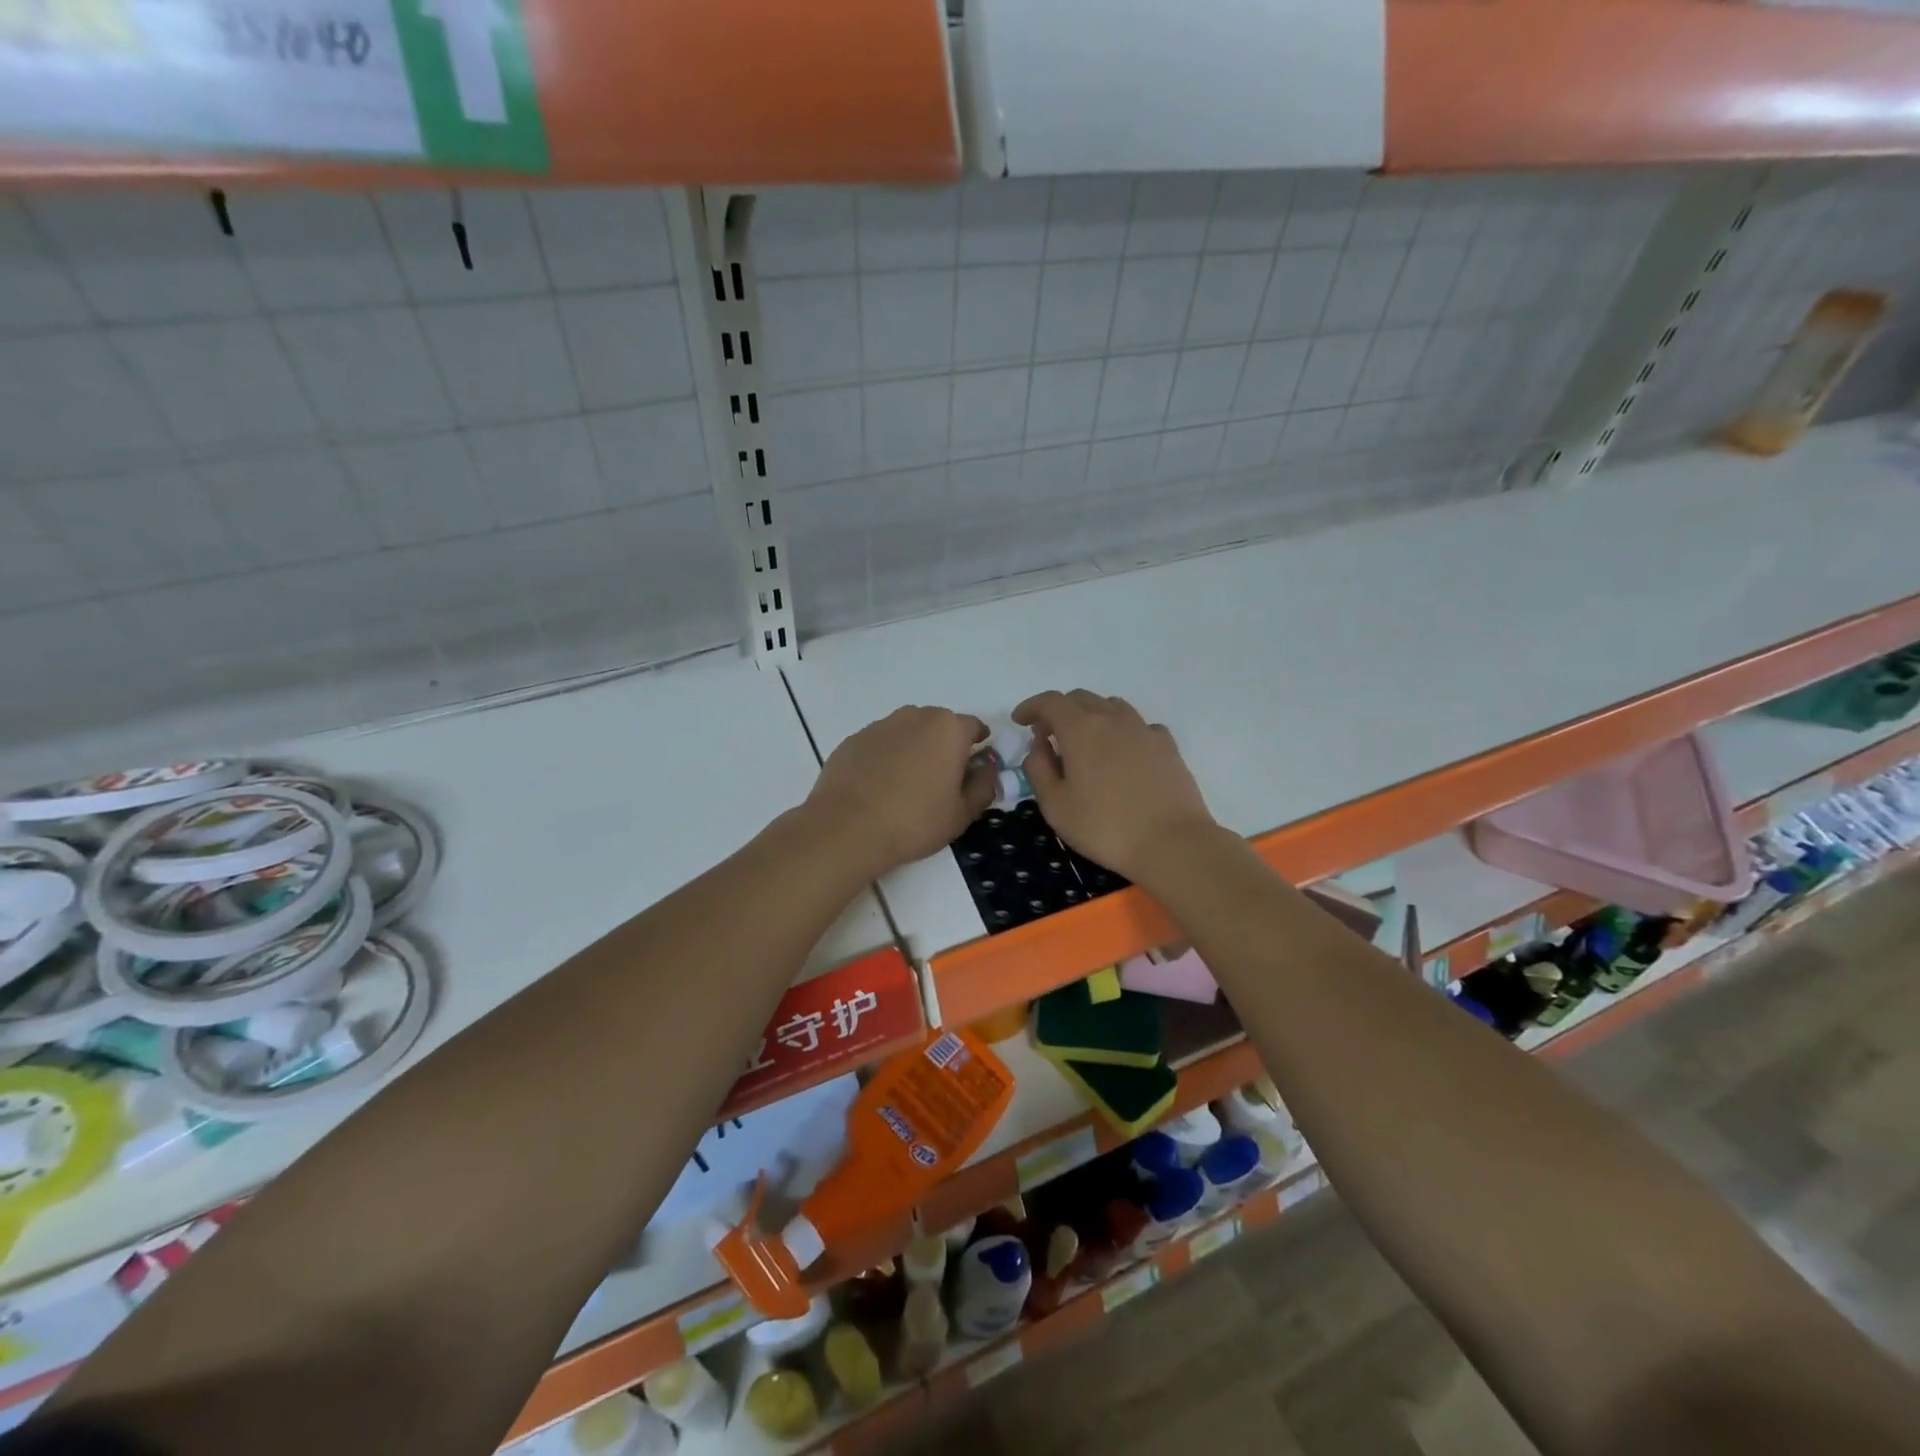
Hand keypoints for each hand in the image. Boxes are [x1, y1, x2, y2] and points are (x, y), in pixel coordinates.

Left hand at [805, 706, 995, 878]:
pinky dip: (885, 758)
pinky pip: (880, 744)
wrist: (847, 829)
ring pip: (907, 732)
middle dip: (944, 746)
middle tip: (940, 781)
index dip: (977, 748)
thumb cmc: (915, 821)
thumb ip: (983, 785)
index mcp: (948, 729)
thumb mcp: (962, 813)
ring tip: (907, 785)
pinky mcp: (853, 740)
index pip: (974, 727)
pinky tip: (879, 787)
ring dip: (913, 749)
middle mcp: (915, 717)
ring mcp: (880, 725)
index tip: (972, 772)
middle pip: (939, 725)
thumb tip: (987, 767)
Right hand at [1013, 690, 1217, 882]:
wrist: (1171, 842)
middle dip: (1059, 711)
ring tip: (1085, 743)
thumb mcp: (1055, 806)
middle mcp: (1112, 719)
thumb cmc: (1104, 827)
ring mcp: (1144, 729)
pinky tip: (1122, 753)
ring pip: (1111, 706)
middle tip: (1049, 737)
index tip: (1020, 721)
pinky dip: (1122, 731)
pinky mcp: (1167, 745)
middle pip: (1080, 698)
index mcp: (1081, 729)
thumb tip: (1039, 746)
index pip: (1050, 701)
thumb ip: (1038, 769)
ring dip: (1091, 716)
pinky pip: (1138, 725)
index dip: (1031, 707)